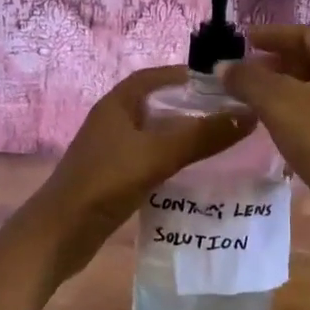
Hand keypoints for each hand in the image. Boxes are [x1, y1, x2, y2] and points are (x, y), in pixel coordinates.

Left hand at [26, 66, 254, 283]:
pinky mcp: (113, 178)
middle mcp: (112, 122)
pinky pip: (149, 160)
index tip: (220, 83)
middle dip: (189, 107)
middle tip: (228, 114)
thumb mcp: (157, 154)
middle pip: (156, 105)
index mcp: (117, 105)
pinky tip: (193, 172)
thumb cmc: (105, 182)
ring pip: (153, 135)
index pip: (154, 77)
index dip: (184, 76)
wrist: (60, 233)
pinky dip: (171, 161)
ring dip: (181, 136)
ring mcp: (111, 151)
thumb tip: (249, 115)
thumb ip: (201, 136)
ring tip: (219, 142)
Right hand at [216, 25, 309, 268]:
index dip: (272, 35)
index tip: (244, 41)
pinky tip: (278, 125)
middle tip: (245, 71)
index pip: (305, 32)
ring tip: (254, 98)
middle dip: (277, 61)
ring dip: (285, 87)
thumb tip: (223, 66)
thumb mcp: (280, 104)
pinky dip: (297, 109)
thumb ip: (249, 80)